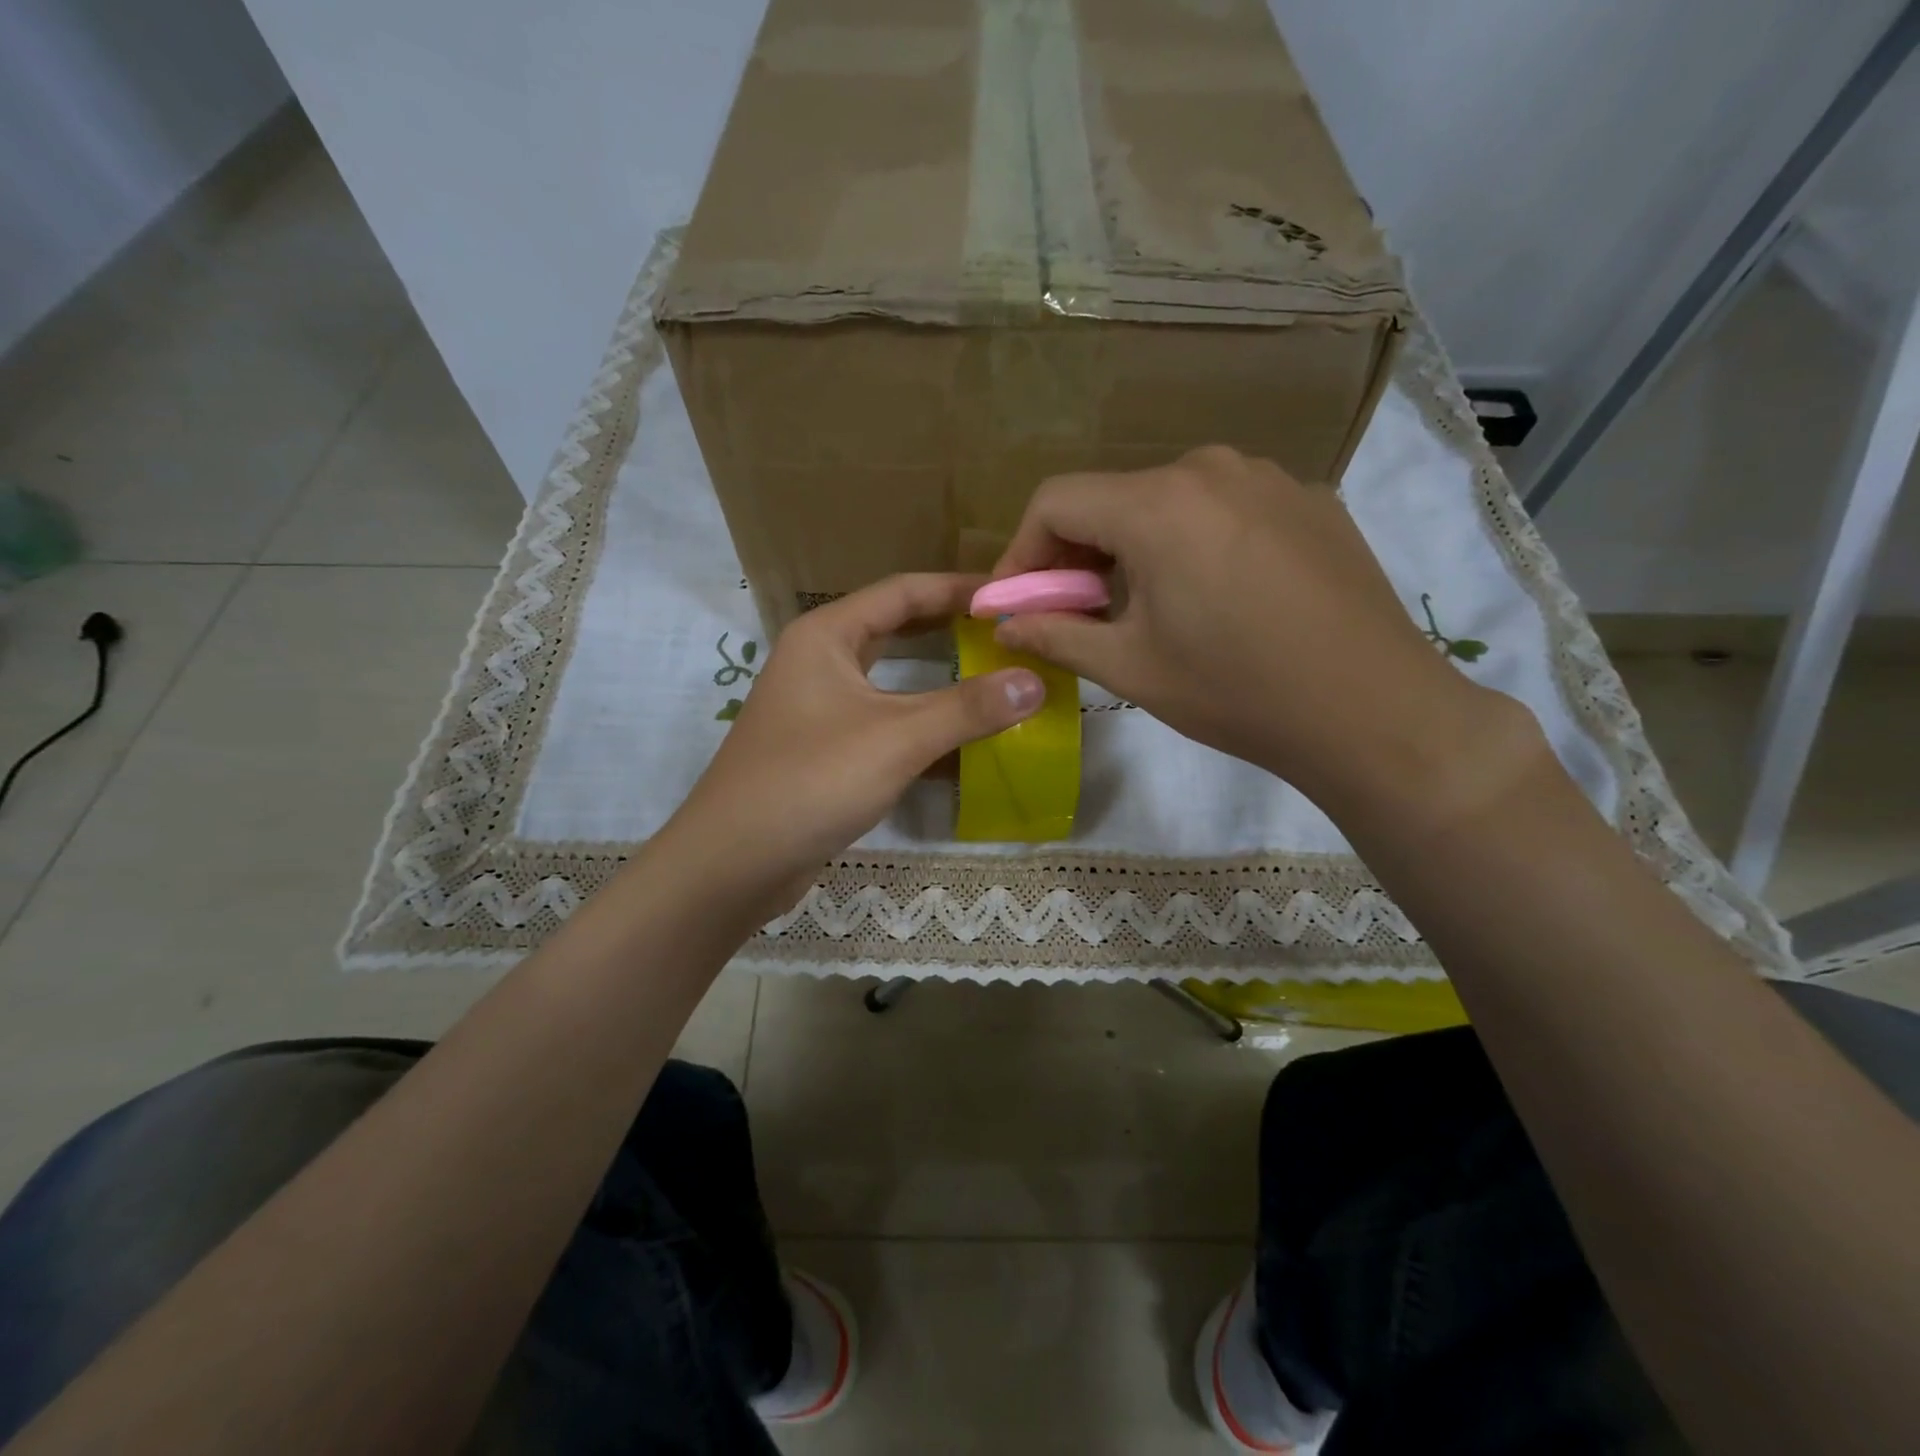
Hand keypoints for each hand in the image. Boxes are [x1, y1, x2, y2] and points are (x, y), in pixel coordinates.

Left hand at [662, 574, 1044, 915]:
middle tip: (1011, 635)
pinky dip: (924, 730)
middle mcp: (820, 662)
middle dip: (953, 631)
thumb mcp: (897, 738)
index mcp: (827, 635)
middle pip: (898, 632)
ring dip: (943, 684)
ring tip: (1000, 682)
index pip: (903, 591)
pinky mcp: (827, 752)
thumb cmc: (811, 780)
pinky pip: (886, 726)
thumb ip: (968, 708)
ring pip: (894, 684)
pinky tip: (967, 746)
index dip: (960, 589)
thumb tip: (1036, 681)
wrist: (734, 863)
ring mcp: (822, 709)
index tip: (1012, 595)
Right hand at [991, 446, 1528, 819]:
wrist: (1373, 711)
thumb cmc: (1237, 691)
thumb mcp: (1131, 669)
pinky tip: (1211, 596)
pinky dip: (1191, 541)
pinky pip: (1223, 508)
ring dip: (1133, 547)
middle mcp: (1211, 469)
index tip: (1014, 602)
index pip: (1056, 501)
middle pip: (1112, 497)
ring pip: (1167, 501)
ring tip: (1142, 607)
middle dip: (1077, 554)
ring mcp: (1267, 478)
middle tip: (1073, 612)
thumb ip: (1055, 635)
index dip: (1021, 552)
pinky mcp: (1308, 500)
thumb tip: (1004, 625)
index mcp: (1158, 504)